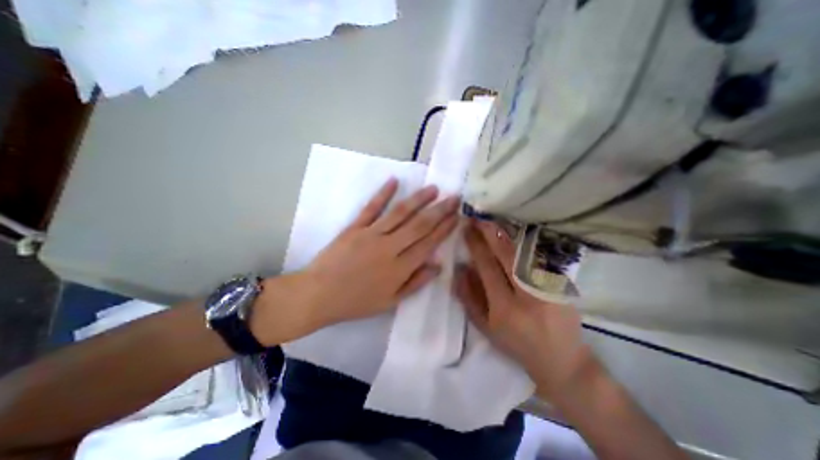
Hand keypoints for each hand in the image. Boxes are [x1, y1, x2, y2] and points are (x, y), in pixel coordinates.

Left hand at [251, 178, 459, 343]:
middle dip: (439, 210)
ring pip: (400, 213)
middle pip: (419, 225)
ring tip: (433, 189)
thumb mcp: (391, 301)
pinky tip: (394, 181)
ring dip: (418, 199)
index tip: (456, 216)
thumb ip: (416, 282)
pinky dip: (382, 194)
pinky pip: (371, 208)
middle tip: (454, 198)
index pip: (428, 243)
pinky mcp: (355, 227)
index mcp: (400, 268)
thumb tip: (438, 265)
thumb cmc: (357, 301)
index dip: (444, 229)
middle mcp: (390, 247)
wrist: (319, 295)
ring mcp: (371, 234)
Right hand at [455, 219, 597, 397]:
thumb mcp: (485, 327)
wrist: (560, 358)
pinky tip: (515, 230)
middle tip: (478, 217)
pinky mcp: (561, 283)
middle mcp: (527, 295)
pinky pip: (539, 256)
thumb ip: (469, 298)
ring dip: (507, 232)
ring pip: (524, 251)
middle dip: (490, 232)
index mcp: (504, 308)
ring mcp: (548, 287)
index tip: (467, 228)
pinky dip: (525, 240)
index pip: (487, 267)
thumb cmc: (515, 343)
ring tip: (493, 219)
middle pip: (507, 255)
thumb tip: (460, 268)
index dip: (475, 245)